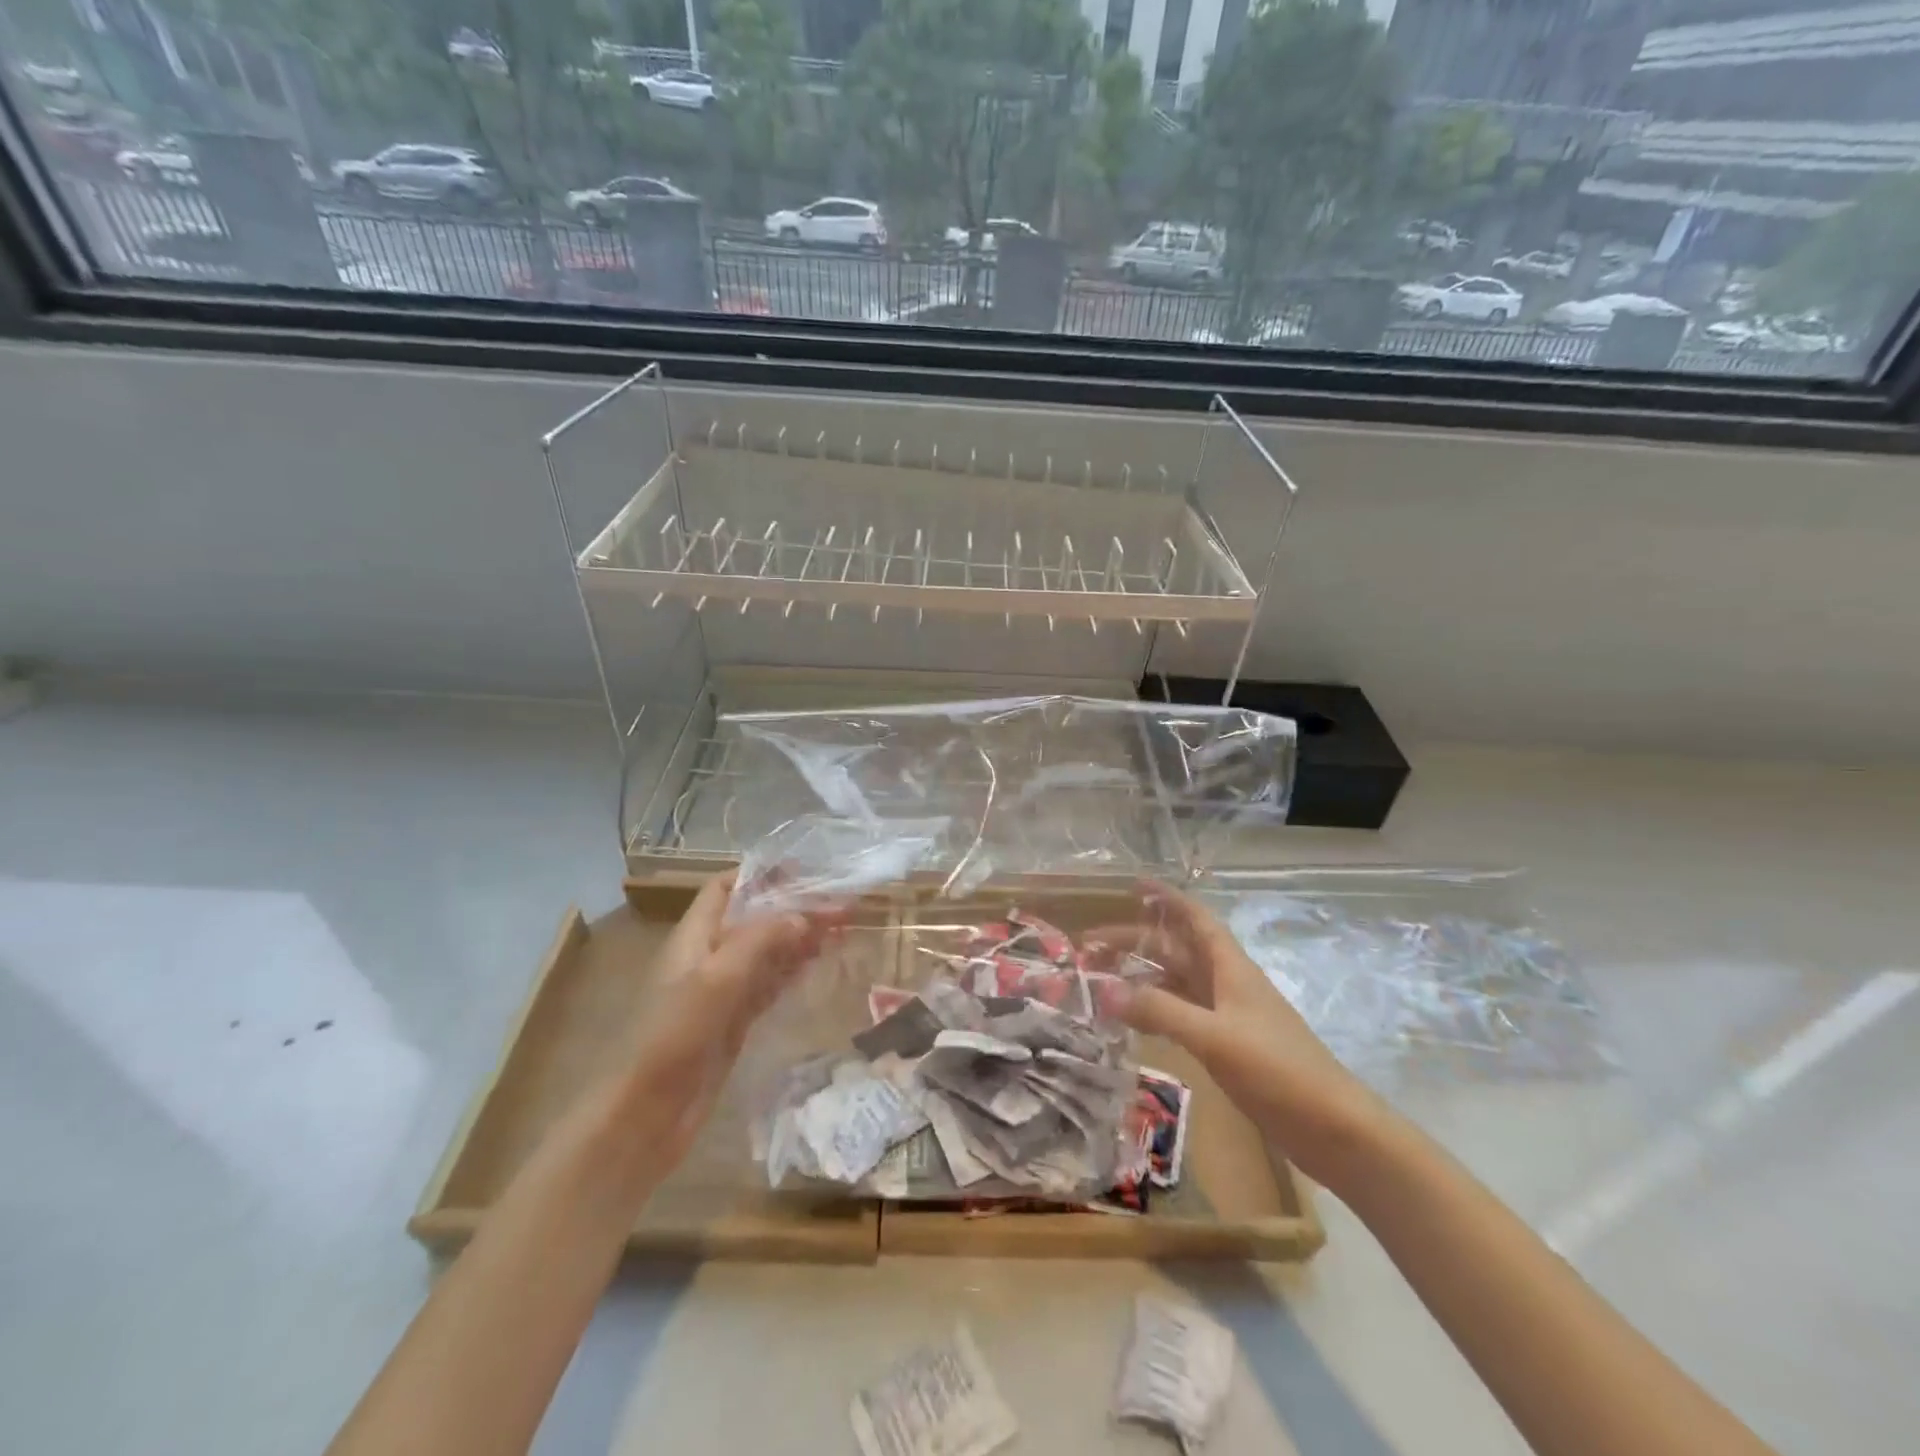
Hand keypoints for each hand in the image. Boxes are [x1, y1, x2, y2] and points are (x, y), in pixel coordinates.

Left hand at [616, 874, 840, 1171]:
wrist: (646, 1115)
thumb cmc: (674, 1036)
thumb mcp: (717, 979)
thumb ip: (761, 940)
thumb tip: (803, 917)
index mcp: (694, 936)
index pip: (726, 888)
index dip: (760, 874)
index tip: (804, 869)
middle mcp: (708, 956)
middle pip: (755, 919)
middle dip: (794, 908)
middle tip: (842, 905)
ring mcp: (722, 991)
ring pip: (767, 952)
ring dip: (800, 938)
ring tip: (841, 928)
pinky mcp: (734, 1022)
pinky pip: (769, 984)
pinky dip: (793, 970)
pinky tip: (819, 963)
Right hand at [1104, 882, 1392, 1190]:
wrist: (1333, 1129)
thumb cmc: (1277, 1070)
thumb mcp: (1214, 1036)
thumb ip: (1159, 1011)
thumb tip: (1104, 989)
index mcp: (1230, 967)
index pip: (1194, 918)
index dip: (1166, 898)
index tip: (1132, 886)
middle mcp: (1226, 984)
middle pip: (1175, 951)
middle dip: (1135, 942)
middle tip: (1090, 946)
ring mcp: (1227, 1016)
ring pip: (1176, 984)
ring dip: (1141, 977)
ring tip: (1100, 980)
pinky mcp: (1227, 1047)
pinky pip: (1181, 1015)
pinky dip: (1155, 1010)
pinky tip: (1132, 1020)